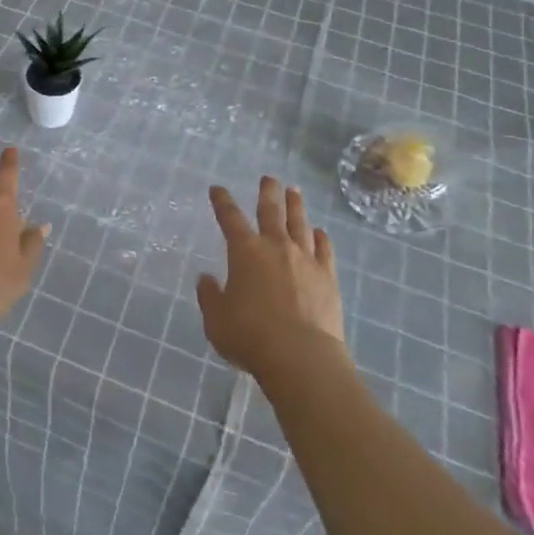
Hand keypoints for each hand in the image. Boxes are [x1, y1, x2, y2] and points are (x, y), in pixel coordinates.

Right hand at [197, 177, 347, 382]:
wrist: (301, 356)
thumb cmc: (251, 336)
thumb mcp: (217, 320)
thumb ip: (210, 296)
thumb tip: (206, 279)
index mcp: (245, 252)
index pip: (230, 218)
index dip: (222, 201)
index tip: (218, 189)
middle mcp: (275, 246)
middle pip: (271, 210)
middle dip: (268, 192)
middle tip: (269, 177)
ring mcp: (304, 259)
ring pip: (299, 224)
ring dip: (296, 206)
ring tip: (294, 191)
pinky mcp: (327, 276)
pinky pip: (325, 250)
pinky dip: (321, 238)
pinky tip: (321, 232)